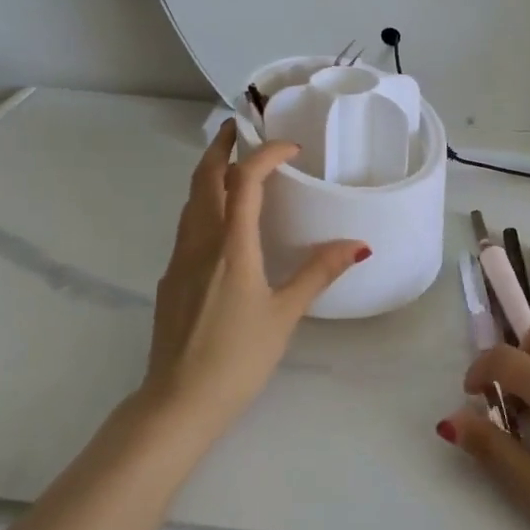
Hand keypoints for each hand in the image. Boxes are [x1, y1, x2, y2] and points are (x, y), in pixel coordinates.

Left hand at [142, 123, 368, 430]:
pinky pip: (187, 225)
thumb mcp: (285, 314)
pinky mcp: (171, 278)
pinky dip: (203, 204)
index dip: (266, 154)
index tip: (291, 148)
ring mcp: (180, 259)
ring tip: (231, 165)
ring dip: (208, 173)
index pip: (245, 180)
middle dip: (221, 147)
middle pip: (204, 178)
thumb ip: (318, 273)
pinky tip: (220, 222)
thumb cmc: (237, 357)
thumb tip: (358, 245)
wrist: (178, 401)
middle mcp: (200, 241)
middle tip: (240, 128)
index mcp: (231, 245)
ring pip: (191, 200)